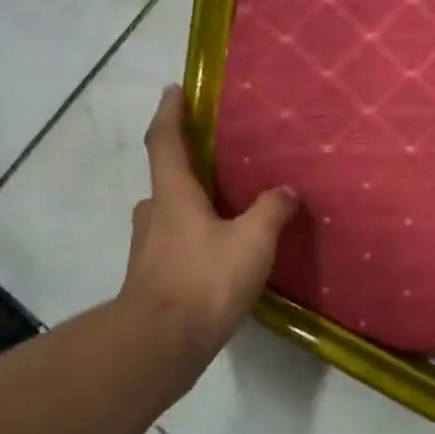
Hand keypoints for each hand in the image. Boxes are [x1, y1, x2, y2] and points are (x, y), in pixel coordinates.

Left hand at [120, 86, 297, 368]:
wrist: (161, 343)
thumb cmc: (204, 279)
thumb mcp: (252, 241)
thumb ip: (270, 210)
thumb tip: (285, 190)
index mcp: (173, 194)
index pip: (165, 141)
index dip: (170, 112)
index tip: (175, 90)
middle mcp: (154, 214)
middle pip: (167, 180)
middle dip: (188, 167)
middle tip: (219, 163)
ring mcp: (149, 248)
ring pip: (171, 215)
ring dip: (193, 207)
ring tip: (228, 211)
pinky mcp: (154, 278)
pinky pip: (176, 244)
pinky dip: (196, 238)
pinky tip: (221, 254)